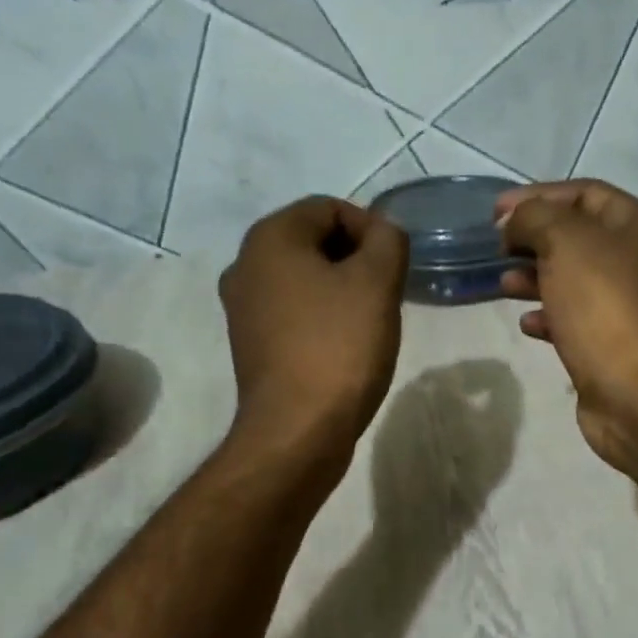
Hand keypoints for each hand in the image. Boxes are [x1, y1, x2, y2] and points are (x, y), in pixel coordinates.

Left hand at [220, 196, 407, 458]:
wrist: (298, 429)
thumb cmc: (339, 346)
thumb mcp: (378, 281)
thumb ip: (388, 240)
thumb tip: (381, 232)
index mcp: (270, 238)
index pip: (329, 207)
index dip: (370, 229)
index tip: (394, 267)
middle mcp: (245, 264)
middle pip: (314, 241)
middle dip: (356, 260)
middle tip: (385, 294)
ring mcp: (242, 308)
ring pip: (304, 279)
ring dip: (341, 290)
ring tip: (368, 321)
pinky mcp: (250, 344)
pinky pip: (293, 312)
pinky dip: (321, 317)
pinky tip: (344, 345)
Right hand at [496, 181, 637, 473]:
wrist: (636, 391)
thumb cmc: (603, 305)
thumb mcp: (564, 242)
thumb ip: (535, 217)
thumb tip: (515, 222)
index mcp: (636, 225)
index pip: (584, 193)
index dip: (537, 195)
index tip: (495, 213)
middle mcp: (636, 260)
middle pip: (577, 237)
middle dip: (533, 238)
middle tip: (496, 248)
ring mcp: (624, 305)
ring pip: (572, 279)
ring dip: (534, 277)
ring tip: (503, 284)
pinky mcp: (609, 344)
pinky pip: (572, 319)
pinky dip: (547, 316)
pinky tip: (526, 324)